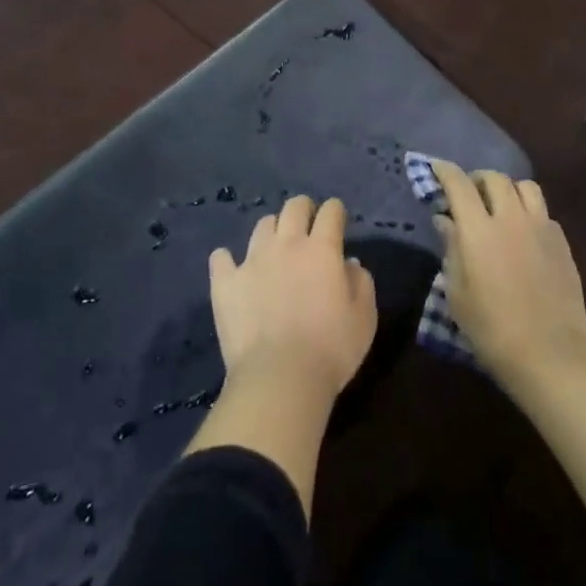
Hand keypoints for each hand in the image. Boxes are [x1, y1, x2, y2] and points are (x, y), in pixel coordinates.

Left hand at [209, 195, 377, 404]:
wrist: (279, 379)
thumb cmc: (331, 350)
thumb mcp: (364, 318)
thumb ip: (361, 283)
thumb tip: (350, 263)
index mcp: (321, 249)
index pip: (330, 212)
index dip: (335, 211)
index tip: (337, 221)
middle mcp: (287, 244)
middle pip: (294, 207)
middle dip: (304, 209)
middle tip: (307, 225)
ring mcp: (252, 260)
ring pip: (262, 226)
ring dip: (273, 231)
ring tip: (275, 248)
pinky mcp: (226, 282)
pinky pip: (221, 258)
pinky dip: (227, 260)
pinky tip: (232, 268)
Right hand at [431, 161, 585, 388]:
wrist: (549, 354)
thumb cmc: (492, 329)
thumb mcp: (457, 293)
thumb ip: (451, 249)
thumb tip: (446, 220)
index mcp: (479, 230)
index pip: (459, 184)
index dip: (445, 171)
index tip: (436, 169)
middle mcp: (511, 218)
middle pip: (494, 178)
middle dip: (477, 179)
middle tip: (469, 194)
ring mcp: (541, 227)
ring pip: (525, 186)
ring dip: (508, 189)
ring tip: (501, 206)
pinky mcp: (562, 242)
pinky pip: (543, 212)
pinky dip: (529, 212)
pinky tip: (524, 234)